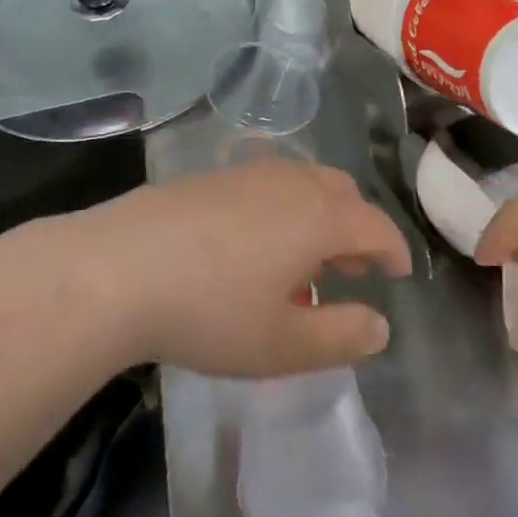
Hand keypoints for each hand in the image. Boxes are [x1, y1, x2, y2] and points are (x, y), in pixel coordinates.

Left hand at [48, 163, 412, 377]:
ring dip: (321, 217)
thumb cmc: (210, 311)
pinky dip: (285, 208)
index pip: (376, 226)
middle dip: (358, 229)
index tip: (400, 275)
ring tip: (304, 262)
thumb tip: (381, 326)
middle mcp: (293, 182)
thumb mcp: (282, 344)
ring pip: (306, 184)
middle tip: (351, 270)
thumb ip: (341, 337)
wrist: (117, 268)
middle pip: (344, 193)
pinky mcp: (215, 175)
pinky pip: (271, 184)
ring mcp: (251, 172)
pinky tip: (256, 245)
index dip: (395, 250)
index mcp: (320, 217)